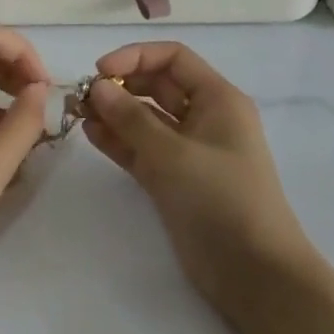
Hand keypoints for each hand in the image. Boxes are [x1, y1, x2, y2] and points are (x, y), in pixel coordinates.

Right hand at [83, 42, 319, 317]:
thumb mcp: (172, 153)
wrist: (254, 275)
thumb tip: (98, 86)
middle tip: (82, 96)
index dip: (135, 57)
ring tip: (78, 113)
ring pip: (146, 118)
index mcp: (217, 99)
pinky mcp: (174, 179)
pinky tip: (91, 134)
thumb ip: (130, 118)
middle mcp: (204, 118)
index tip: (99, 71)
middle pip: (157, 85)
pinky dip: (118, 140)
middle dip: (121, 85)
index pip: (173, 58)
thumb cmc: (220, 199)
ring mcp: (188, 150)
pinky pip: (142, 148)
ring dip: (114, 113)